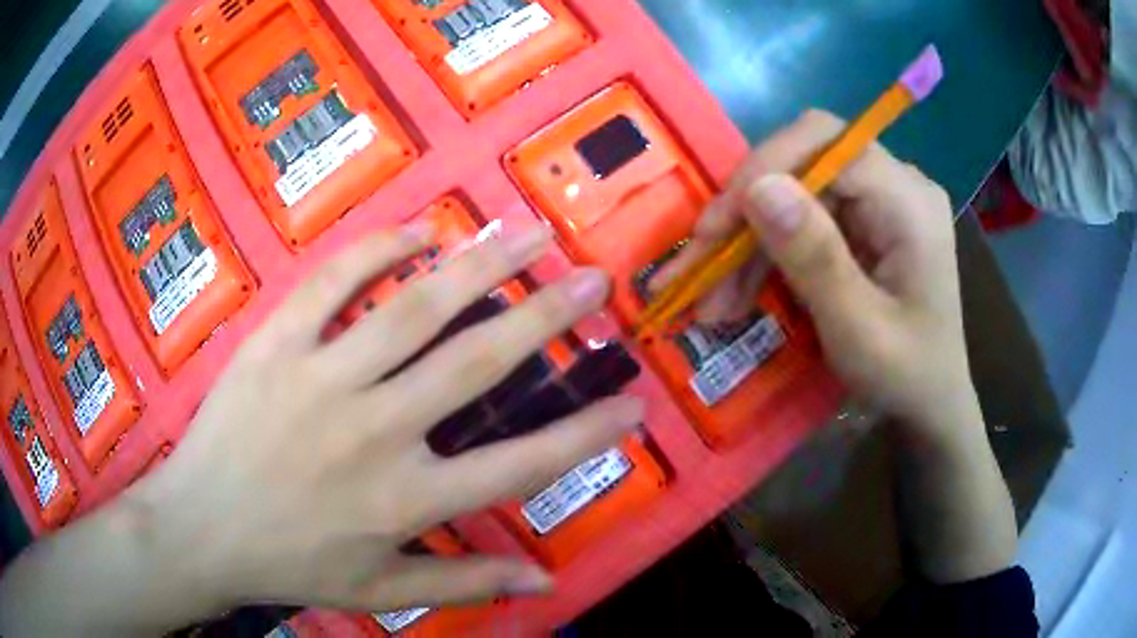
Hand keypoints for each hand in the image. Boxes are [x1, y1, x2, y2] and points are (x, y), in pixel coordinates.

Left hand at [124, 223, 641, 617]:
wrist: (200, 530)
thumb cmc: (290, 565)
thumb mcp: (382, 592)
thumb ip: (465, 582)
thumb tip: (544, 582)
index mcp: (404, 497)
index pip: (520, 464)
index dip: (585, 434)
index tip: (632, 402)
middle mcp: (373, 431)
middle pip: (475, 364)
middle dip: (545, 317)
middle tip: (592, 280)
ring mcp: (320, 378)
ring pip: (412, 309)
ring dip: (479, 266)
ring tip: (527, 233)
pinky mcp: (275, 344)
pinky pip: (332, 284)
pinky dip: (377, 251)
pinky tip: (418, 232)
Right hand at [656, 110, 977, 435]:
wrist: (930, 404)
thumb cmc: (907, 376)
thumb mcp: (860, 330)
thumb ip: (815, 258)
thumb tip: (758, 187)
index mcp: (908, 200)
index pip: (827, 142)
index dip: (765, 169)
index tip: (716, 226)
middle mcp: (895, 185)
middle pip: (804, 163)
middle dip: (748, 210)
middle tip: (701, 262)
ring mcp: (878, 202)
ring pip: (795, 193)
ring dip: (749, 242)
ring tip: (713, 300)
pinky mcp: (863, 224)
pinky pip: (802, 221)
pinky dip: (767, 255)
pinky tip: (739, 293)